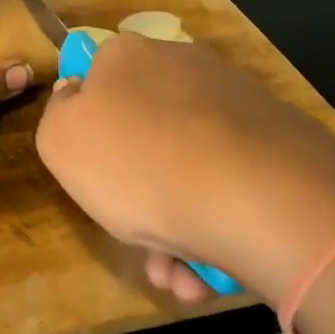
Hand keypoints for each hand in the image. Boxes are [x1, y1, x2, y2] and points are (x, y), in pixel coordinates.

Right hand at [35, 35, 334, 305]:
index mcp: (128, 57)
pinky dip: (212, 225)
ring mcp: (235, 102)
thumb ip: (57, 115)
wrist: (255, 196)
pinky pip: (227, 183)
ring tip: (178, 276)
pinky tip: (209, 271)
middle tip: (136, 242)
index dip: (87, 134)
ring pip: (185, 169)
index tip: (92, 178)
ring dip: (172, 227)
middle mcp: (183, 66)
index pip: (94, 83)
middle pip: (142, 135)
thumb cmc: (138, 166)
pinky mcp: (276, 141)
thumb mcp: (60, 141)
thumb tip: (77, 97)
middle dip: (134, 196)